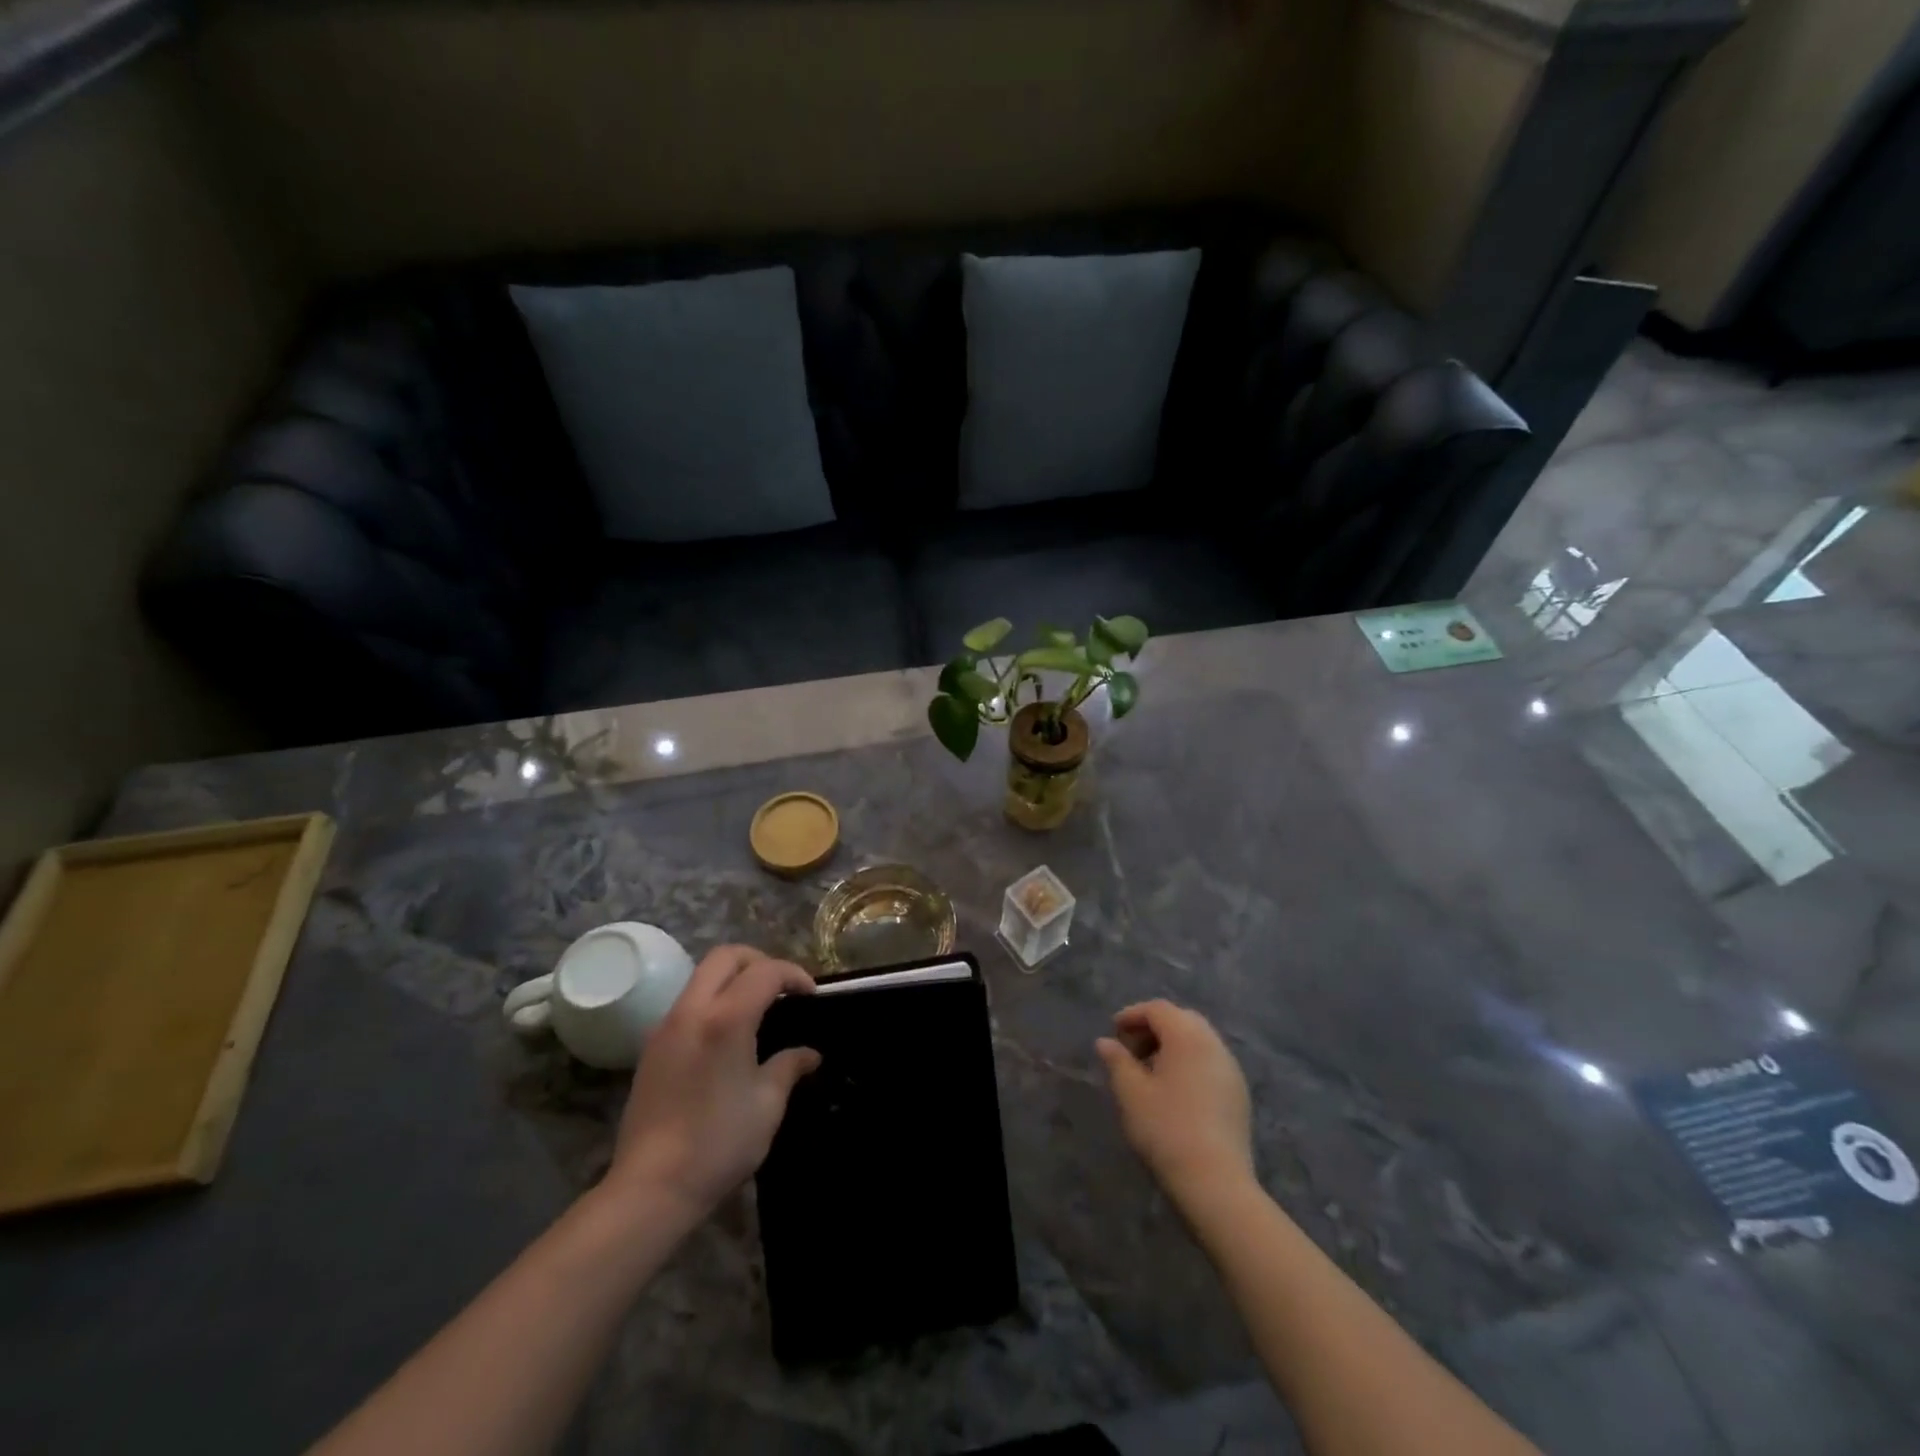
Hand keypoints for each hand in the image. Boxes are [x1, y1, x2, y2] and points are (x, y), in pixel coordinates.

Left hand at [602, 945, 819, 1221]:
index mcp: (726, 1019)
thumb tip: (809, 1053)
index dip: (794, 975)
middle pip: (726, 956)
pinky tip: (727, 1035)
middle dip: (759, 961)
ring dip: (733, 978)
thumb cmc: (719, 1143)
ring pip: (702, 976)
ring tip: (758, 1008)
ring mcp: (666, 1026)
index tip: (811, 996)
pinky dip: (713, 1000)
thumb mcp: (767, 1104)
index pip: (765, 971)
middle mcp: (692, 1010)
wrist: (650, 1187)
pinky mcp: (651, 1046)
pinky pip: (687, 1002)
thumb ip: (789, 1066)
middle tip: (782, 988)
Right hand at [1096, 1000, 1253, 1206]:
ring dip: (1172, 1045)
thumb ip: (1117, 1061)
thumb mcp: (1131, 1092)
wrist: (1215, 1182)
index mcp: (1187, 1036)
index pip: (1158, 1009)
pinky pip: (1210, 1061)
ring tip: (1149, 1070)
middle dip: (1153, 1027)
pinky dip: (1189, 1061)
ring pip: (1198, 1040)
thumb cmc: (1166, 1129)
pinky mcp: (1239, 1093)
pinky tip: (1174, 1089)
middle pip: (1181, 1019)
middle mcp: (1213, 1044)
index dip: (1133, 1015)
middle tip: (1130, 1048)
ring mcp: (1231, 1068)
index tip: (1113, 1031)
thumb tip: (1105, 1042)